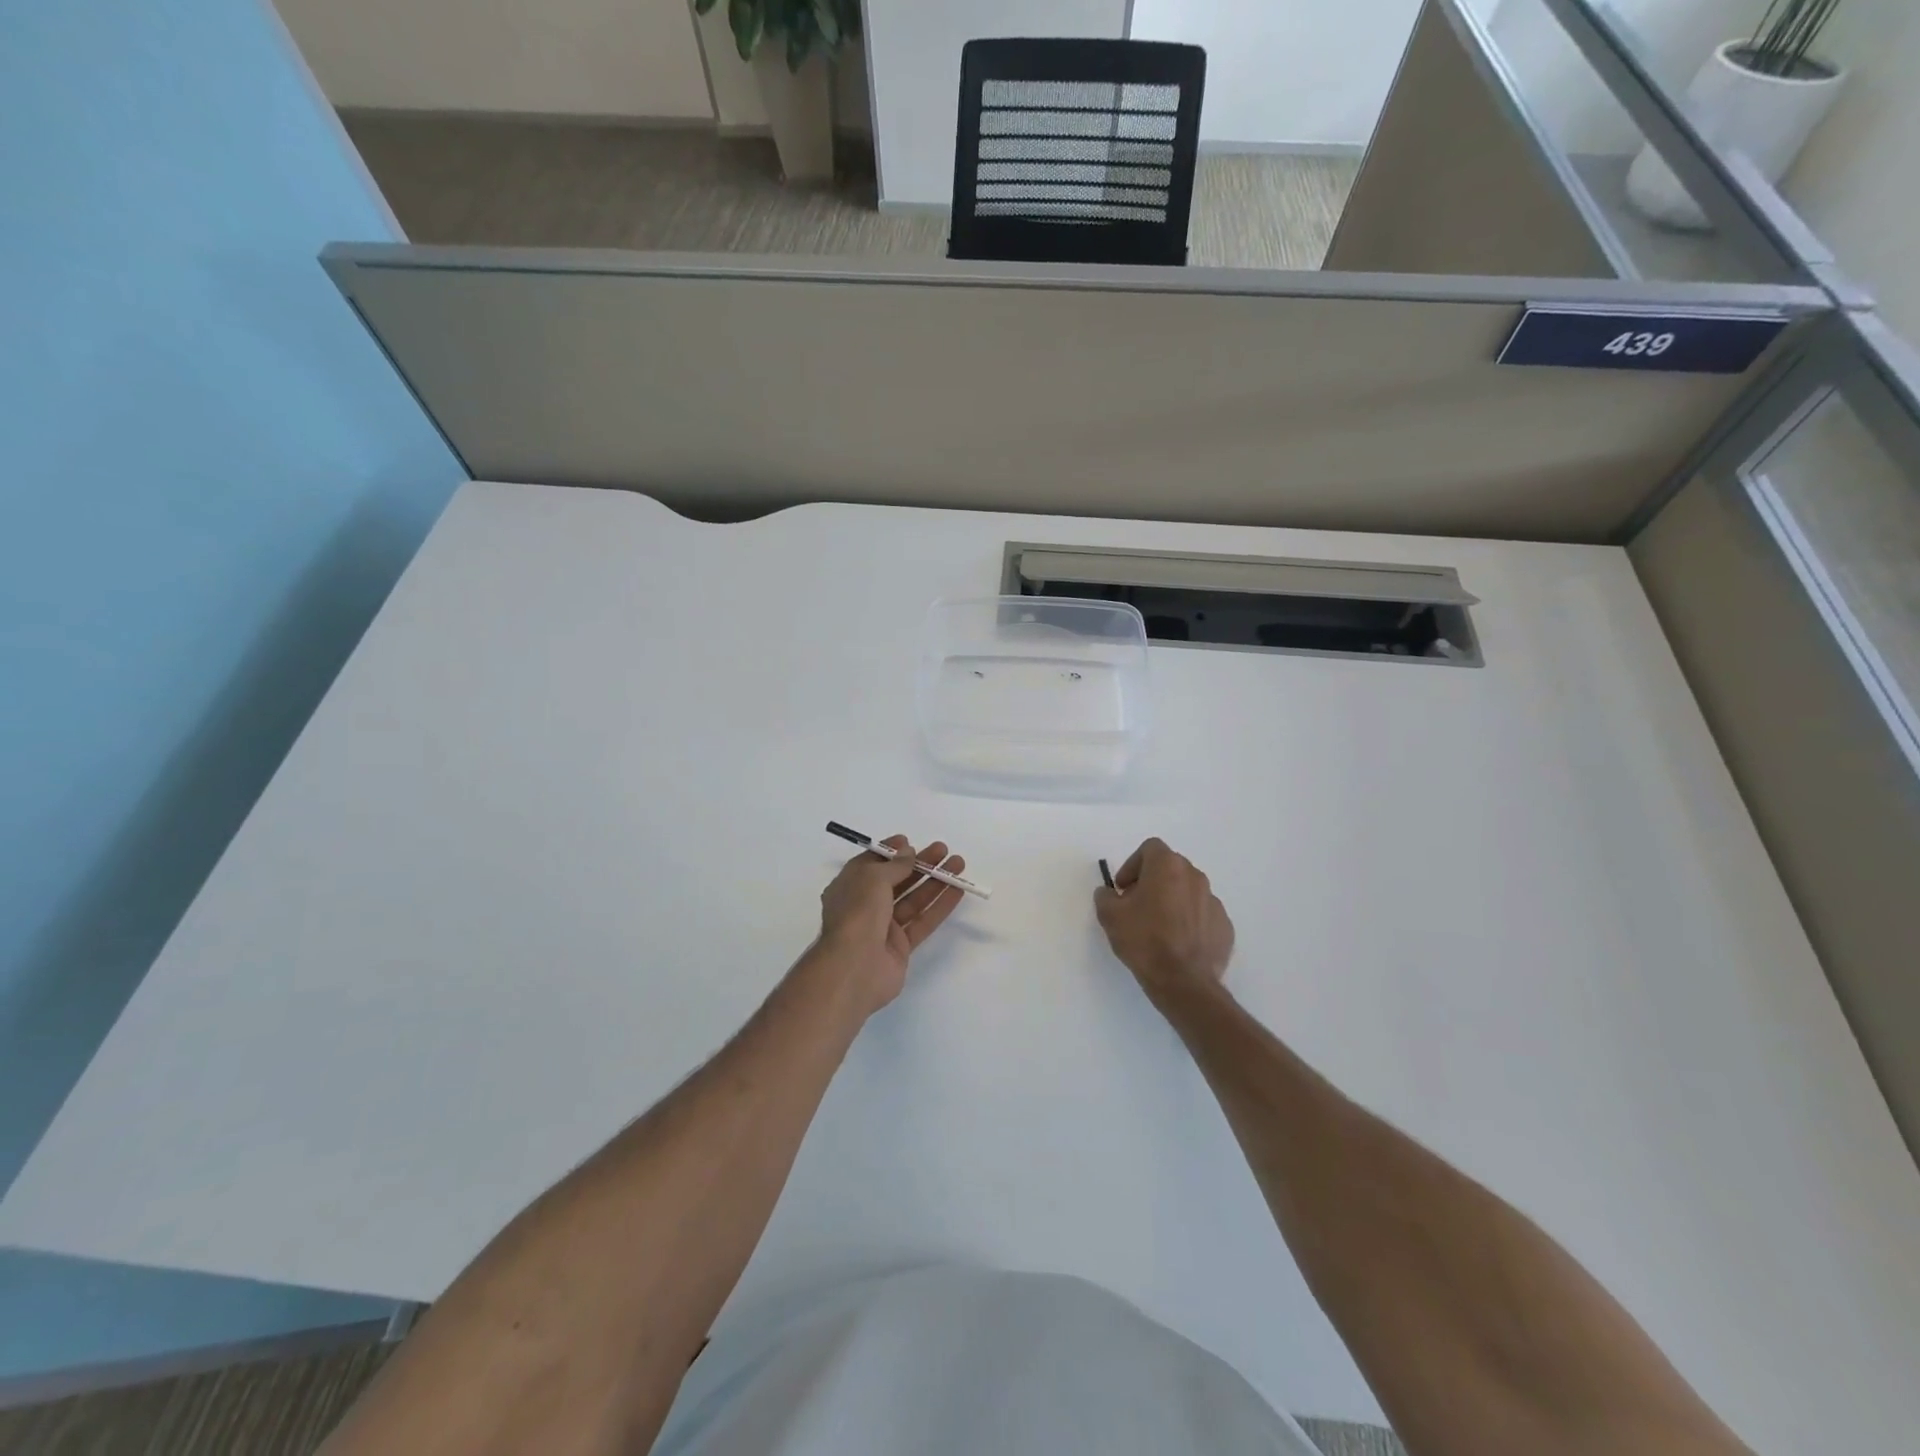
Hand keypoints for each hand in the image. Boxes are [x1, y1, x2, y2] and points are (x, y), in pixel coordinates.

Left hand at [814, 836, 966, 1013]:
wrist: (854, 968)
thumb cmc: (857, 913)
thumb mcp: (872, 878)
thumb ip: (894, 865)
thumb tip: (908, 852)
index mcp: (849, 887)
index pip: (871, 864)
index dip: (891, 852)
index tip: (910, 842)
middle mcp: (865, 905)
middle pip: (897, 880)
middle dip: (920, 864)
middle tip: (943, 850)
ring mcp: (883, 928)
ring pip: (913, 900)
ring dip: (935, 881)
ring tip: (958, 864)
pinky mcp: (900, 947)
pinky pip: (922, 921)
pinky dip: (939, 906)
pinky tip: (957, 891)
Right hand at [1094, 839, 1234, 1005]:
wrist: (1184, 982)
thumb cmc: (1144, 940)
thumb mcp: (1110, 916)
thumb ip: (1106, 896)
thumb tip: (1110, 893)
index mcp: (1168, 867)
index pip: (1150, 848)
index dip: (1133, 865)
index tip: (1123, 888)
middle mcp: (1195, 877)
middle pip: (1171, 868)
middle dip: (1152, 881)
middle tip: (1137, 905)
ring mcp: (1214, 901)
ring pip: (1188, 891)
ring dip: (1173, 901)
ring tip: (1159, 927)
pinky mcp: (1225, 926)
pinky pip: (1203, 915)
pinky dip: (1190, 921)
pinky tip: (1178, 943)